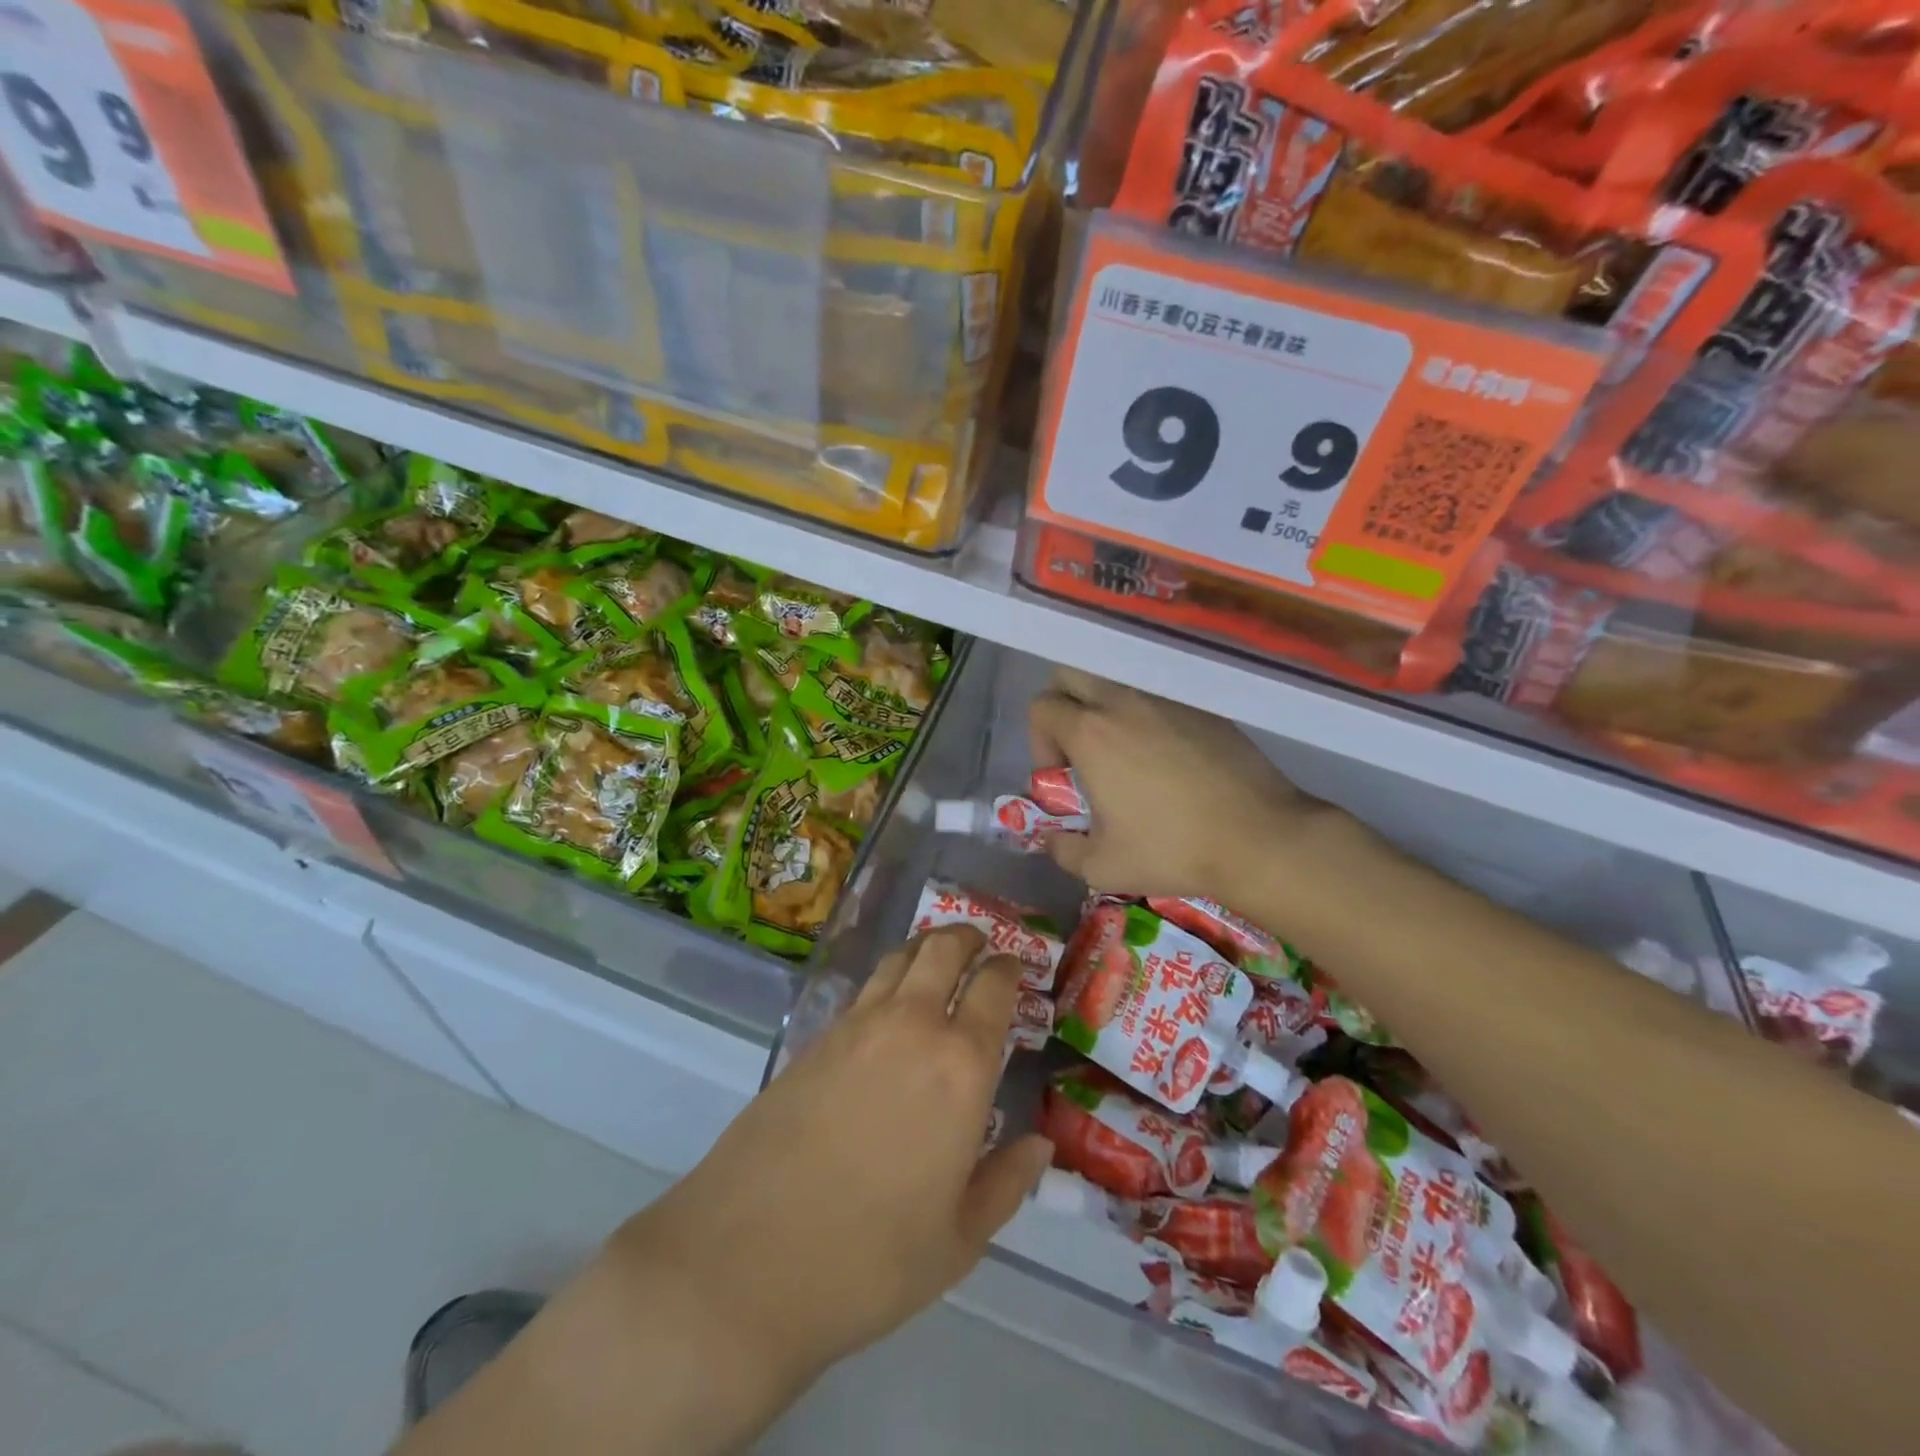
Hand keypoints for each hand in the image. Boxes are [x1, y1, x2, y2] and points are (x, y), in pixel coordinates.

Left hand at [603, 927, 1050, 1399]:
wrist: (747, 1259)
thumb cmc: (871, 1259)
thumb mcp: (958, 1239)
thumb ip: (1006, 1183)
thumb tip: (1040, 1144)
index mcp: (961, 1066)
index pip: (993, 988)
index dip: (1008, 966)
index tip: (1016, 965)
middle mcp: (912, 1026)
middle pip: (942, 949)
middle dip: (966, 937)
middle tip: (979, 943)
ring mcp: (856, 1027)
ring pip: (898, 959)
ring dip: (925, 948)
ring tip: (937, 957)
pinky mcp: (814, 1039)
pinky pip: (864, 990)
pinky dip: (887, 980)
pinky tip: (888, 1007)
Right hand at [1028, 666, 1332, 902]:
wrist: (1257, 837)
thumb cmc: (1172, 850)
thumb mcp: (1102, 867)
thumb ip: (1063, 849)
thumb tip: (1053, 838)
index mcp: (1091, 732)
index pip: (1042, 708)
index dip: (1040, 742)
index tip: (1061, 776)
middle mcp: (1123, 701)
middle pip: (1071, 676)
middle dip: (1063, 706)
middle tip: (1081, 749)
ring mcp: (1166, 698)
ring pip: (1117, 680)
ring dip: (1106, 707)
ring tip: (1124, 751)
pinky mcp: (1203, 706)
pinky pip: (1158, 695)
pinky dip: (1147, 715)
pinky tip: (1168, 756)